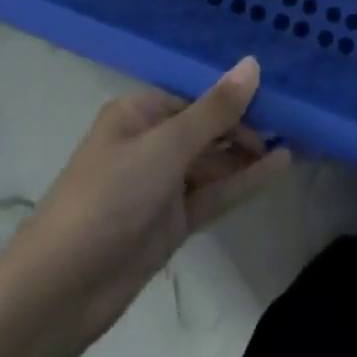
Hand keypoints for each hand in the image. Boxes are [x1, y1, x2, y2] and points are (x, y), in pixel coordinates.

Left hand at [8, 58, 290, 345]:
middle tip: (294, 120)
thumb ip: (215, 110)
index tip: (276, 97)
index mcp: (138, 114)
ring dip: (249, 155)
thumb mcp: (166, 146)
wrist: (59, 292)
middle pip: (207, 129)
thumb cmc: (109, 198)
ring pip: (214, 163)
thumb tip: (253, 64)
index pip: (196, 97)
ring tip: (297, 139)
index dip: (234, 98)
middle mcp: (150, 144)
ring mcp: (161, 186)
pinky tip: (278, 168)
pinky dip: (243, 183)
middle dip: (246, 125)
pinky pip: (213, 195)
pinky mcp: (170, 223)